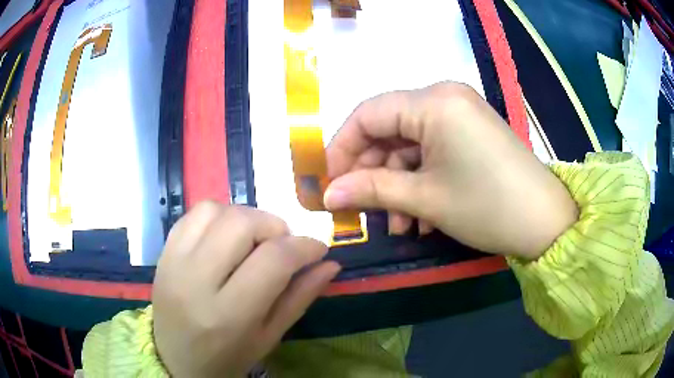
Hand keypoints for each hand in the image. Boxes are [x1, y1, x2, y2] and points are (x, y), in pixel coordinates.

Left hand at [152, 202, 339, 376]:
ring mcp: (173, 262)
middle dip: (274, 227)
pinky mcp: (163, 252)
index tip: (318, 249)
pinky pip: (194, 214)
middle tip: (282, 246)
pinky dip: (218, 216)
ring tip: (253, 241)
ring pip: (215, 210)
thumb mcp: (269, 336)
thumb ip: (300, 298)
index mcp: (228, 314)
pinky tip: (226, 237)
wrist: (175, 359)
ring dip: (245, 218)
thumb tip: (330, 264)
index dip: (304, 247)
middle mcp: (195, 281)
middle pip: (241, 224)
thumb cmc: (227, 357)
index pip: (273, 260)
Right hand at [324, 82, 577, 258]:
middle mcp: (445, 97)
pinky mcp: (470, 133)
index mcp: (433, 102)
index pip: (368, 114)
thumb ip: (371, 190)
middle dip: (372, 173)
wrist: (545, 222)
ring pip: (410, 146)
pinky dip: (421, 182)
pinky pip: (432, 151)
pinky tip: (422, 218)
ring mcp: (460, 115)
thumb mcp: (425, 199)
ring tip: (400, 226)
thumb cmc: (486, 206)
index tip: (329, 182)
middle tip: (361, 210)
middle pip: (388, 130)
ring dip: (398, 185)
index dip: (341, 148)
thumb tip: (328, 194)